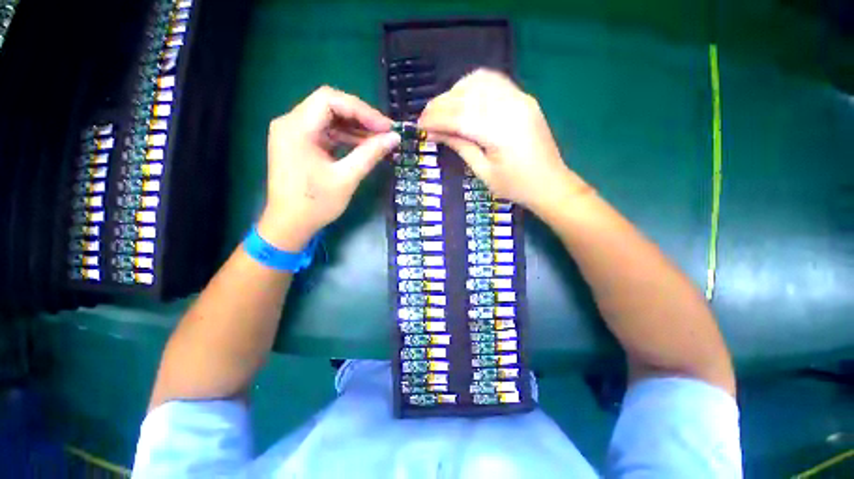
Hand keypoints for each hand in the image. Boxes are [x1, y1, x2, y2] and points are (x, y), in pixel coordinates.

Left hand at [258, 86, 399, 249]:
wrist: (290, 225)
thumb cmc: (315, 204)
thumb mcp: (346, 178)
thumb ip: (370, 154)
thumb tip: (394, 138)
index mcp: (296, 128)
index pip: (330, 100)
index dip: (362, 110)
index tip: (385, 127)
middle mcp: (290, 123)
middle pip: (329, 106)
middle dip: (360, 117)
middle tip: (385, 132)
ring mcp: (293, 134)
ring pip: (329, 119)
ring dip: (355, 128)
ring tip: (379, 140)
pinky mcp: (299, 145)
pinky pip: (325, 133)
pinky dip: (345, 138)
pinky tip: (363, 146)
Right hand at [418, 69, 589, 215]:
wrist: (550, 183)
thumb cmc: (515, 186)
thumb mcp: (483, 172)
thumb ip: (460, 147)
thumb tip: (434, 133)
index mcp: (500, 132)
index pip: (459, 117)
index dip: (435, 119)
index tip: (419, 125)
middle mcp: (510, 107)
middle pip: (467, 96)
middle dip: (440, 105)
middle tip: (425, 118)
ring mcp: (520, 98)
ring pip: (479, 82)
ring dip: (454, 92)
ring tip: (442, 110)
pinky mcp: (523, 98)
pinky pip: (494, 81)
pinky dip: (473, 86)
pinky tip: (463, 99)